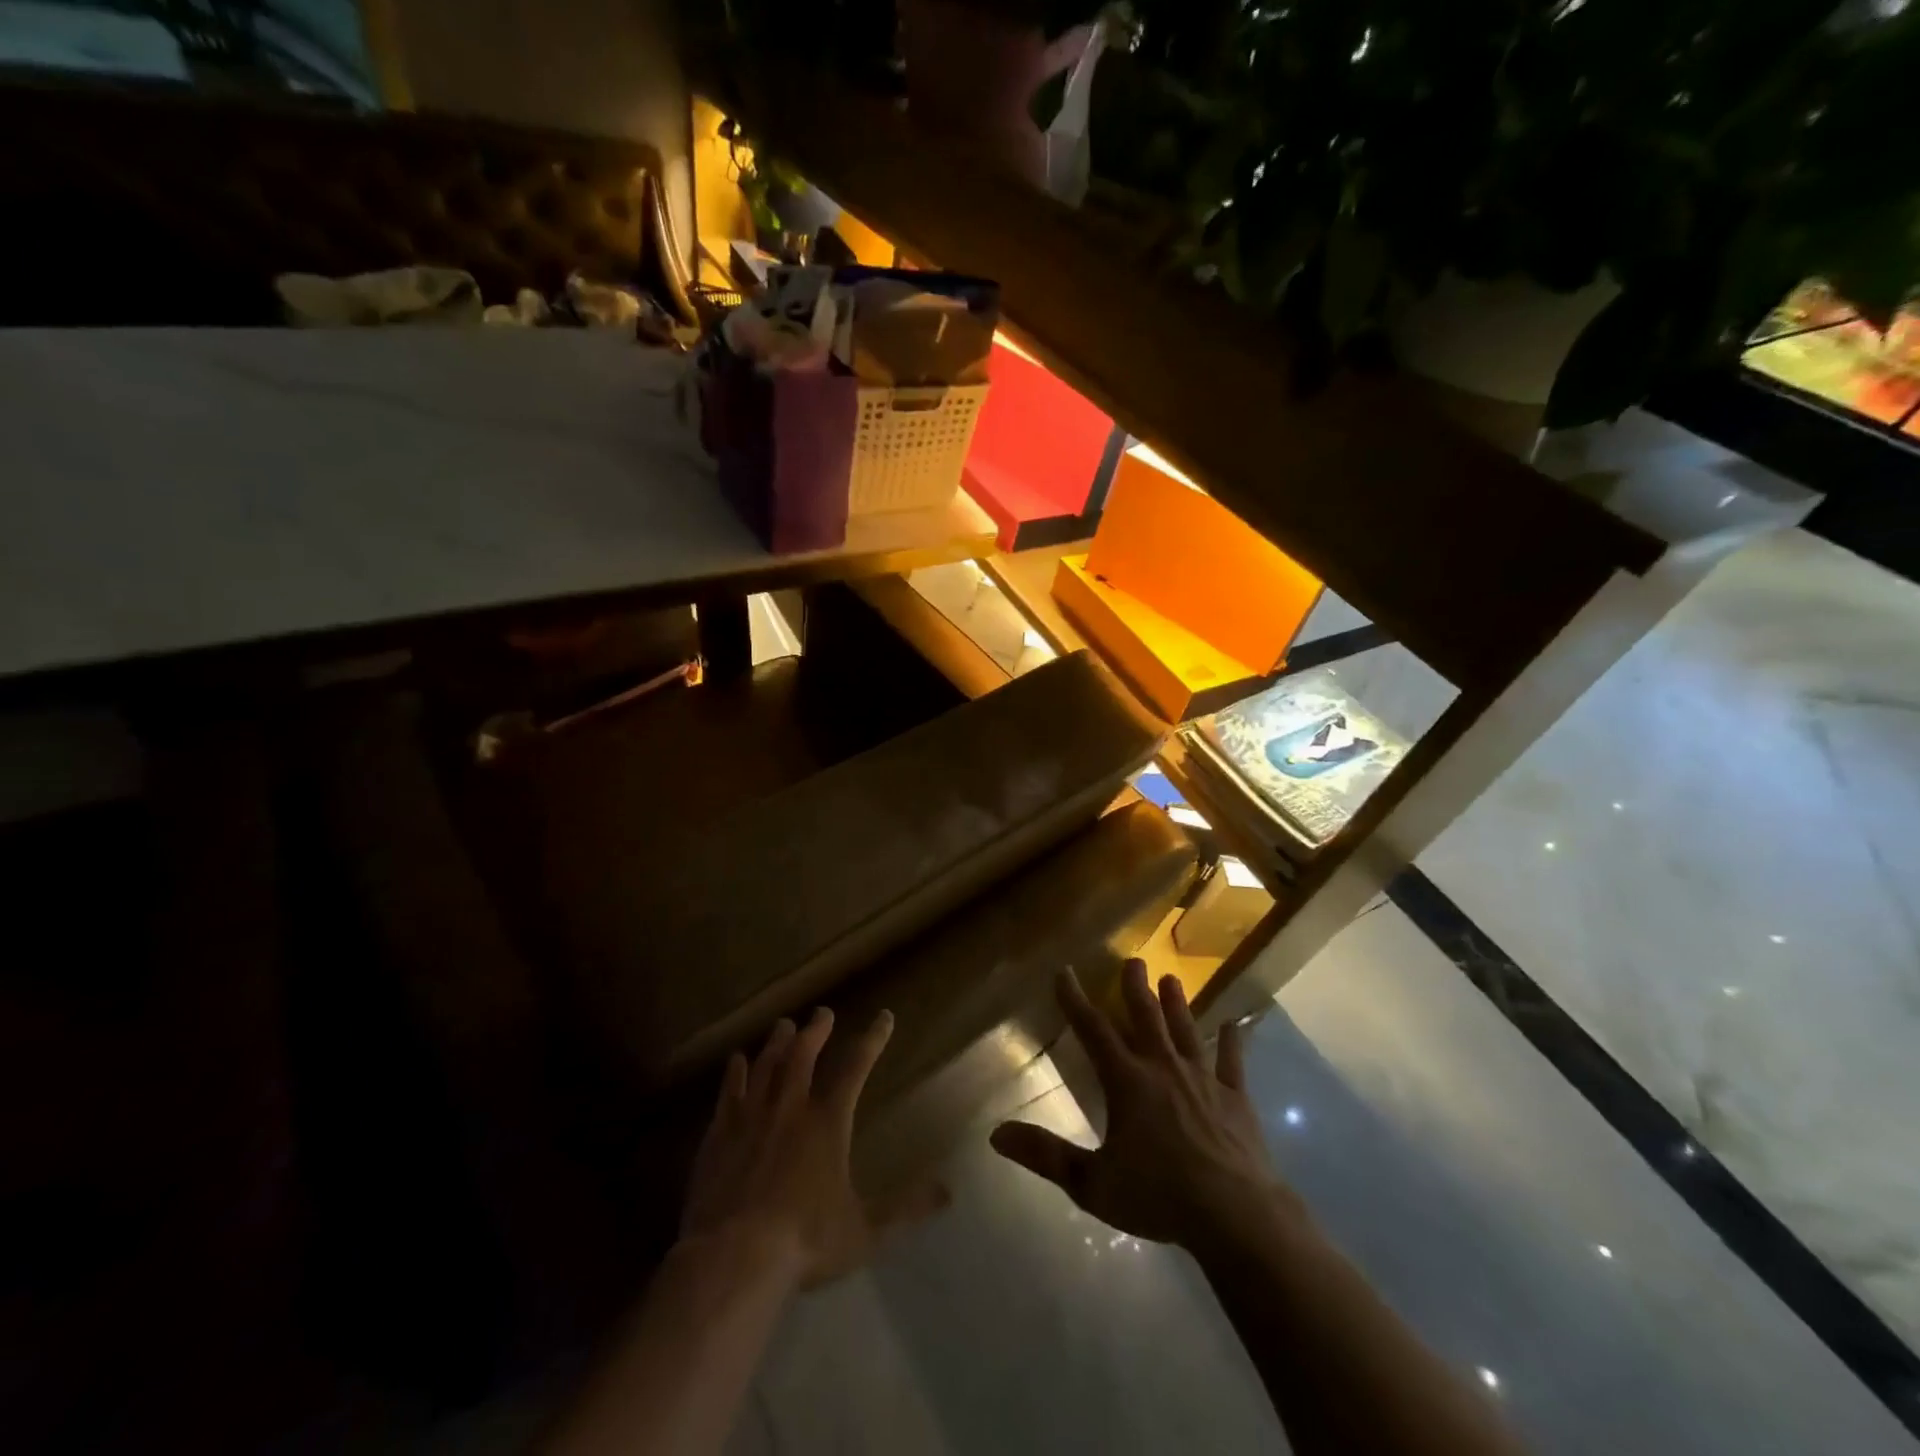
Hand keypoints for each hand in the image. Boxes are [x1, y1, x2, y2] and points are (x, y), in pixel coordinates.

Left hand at [681, 1008, 948, 1287]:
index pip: (856, 1068)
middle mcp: (790, 1108)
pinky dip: (735, 1072)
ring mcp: (752, 1117)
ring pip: (767, 1065)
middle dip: (816, 1030)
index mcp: (828, 1123)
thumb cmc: (805, 1241)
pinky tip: (736, 1061)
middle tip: (822, 1013)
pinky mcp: (720, 1134)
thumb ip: (905, 1208)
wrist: (733, 1256)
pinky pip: (729, 1091)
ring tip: (784, 1025)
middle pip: (804, 1054)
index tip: (884, 1017)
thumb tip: (948, 1192)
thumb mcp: (864, 1230)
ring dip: (777, 1042)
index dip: (872, 1040)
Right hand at [991, 960, 1295, 1252]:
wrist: (1235, 1214)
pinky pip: (1232, 1063)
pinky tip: (1235, 1025)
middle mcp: (1163, 1068)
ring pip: (1186, 1031)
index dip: (1075, 999)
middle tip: (1134, 960)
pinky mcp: (1235, 1098)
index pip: (1093, 1030)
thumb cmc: (1159, 1196)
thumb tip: (996, 1134)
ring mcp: (1203, 1079)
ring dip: (1177, 1005)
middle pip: (1146, 1017)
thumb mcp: (1092, 1183)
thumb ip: (1046, 1156)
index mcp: (1127, 1081)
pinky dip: (1233, 1043)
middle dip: (1136, 987)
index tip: (1064, 971)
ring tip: (1172, 979)